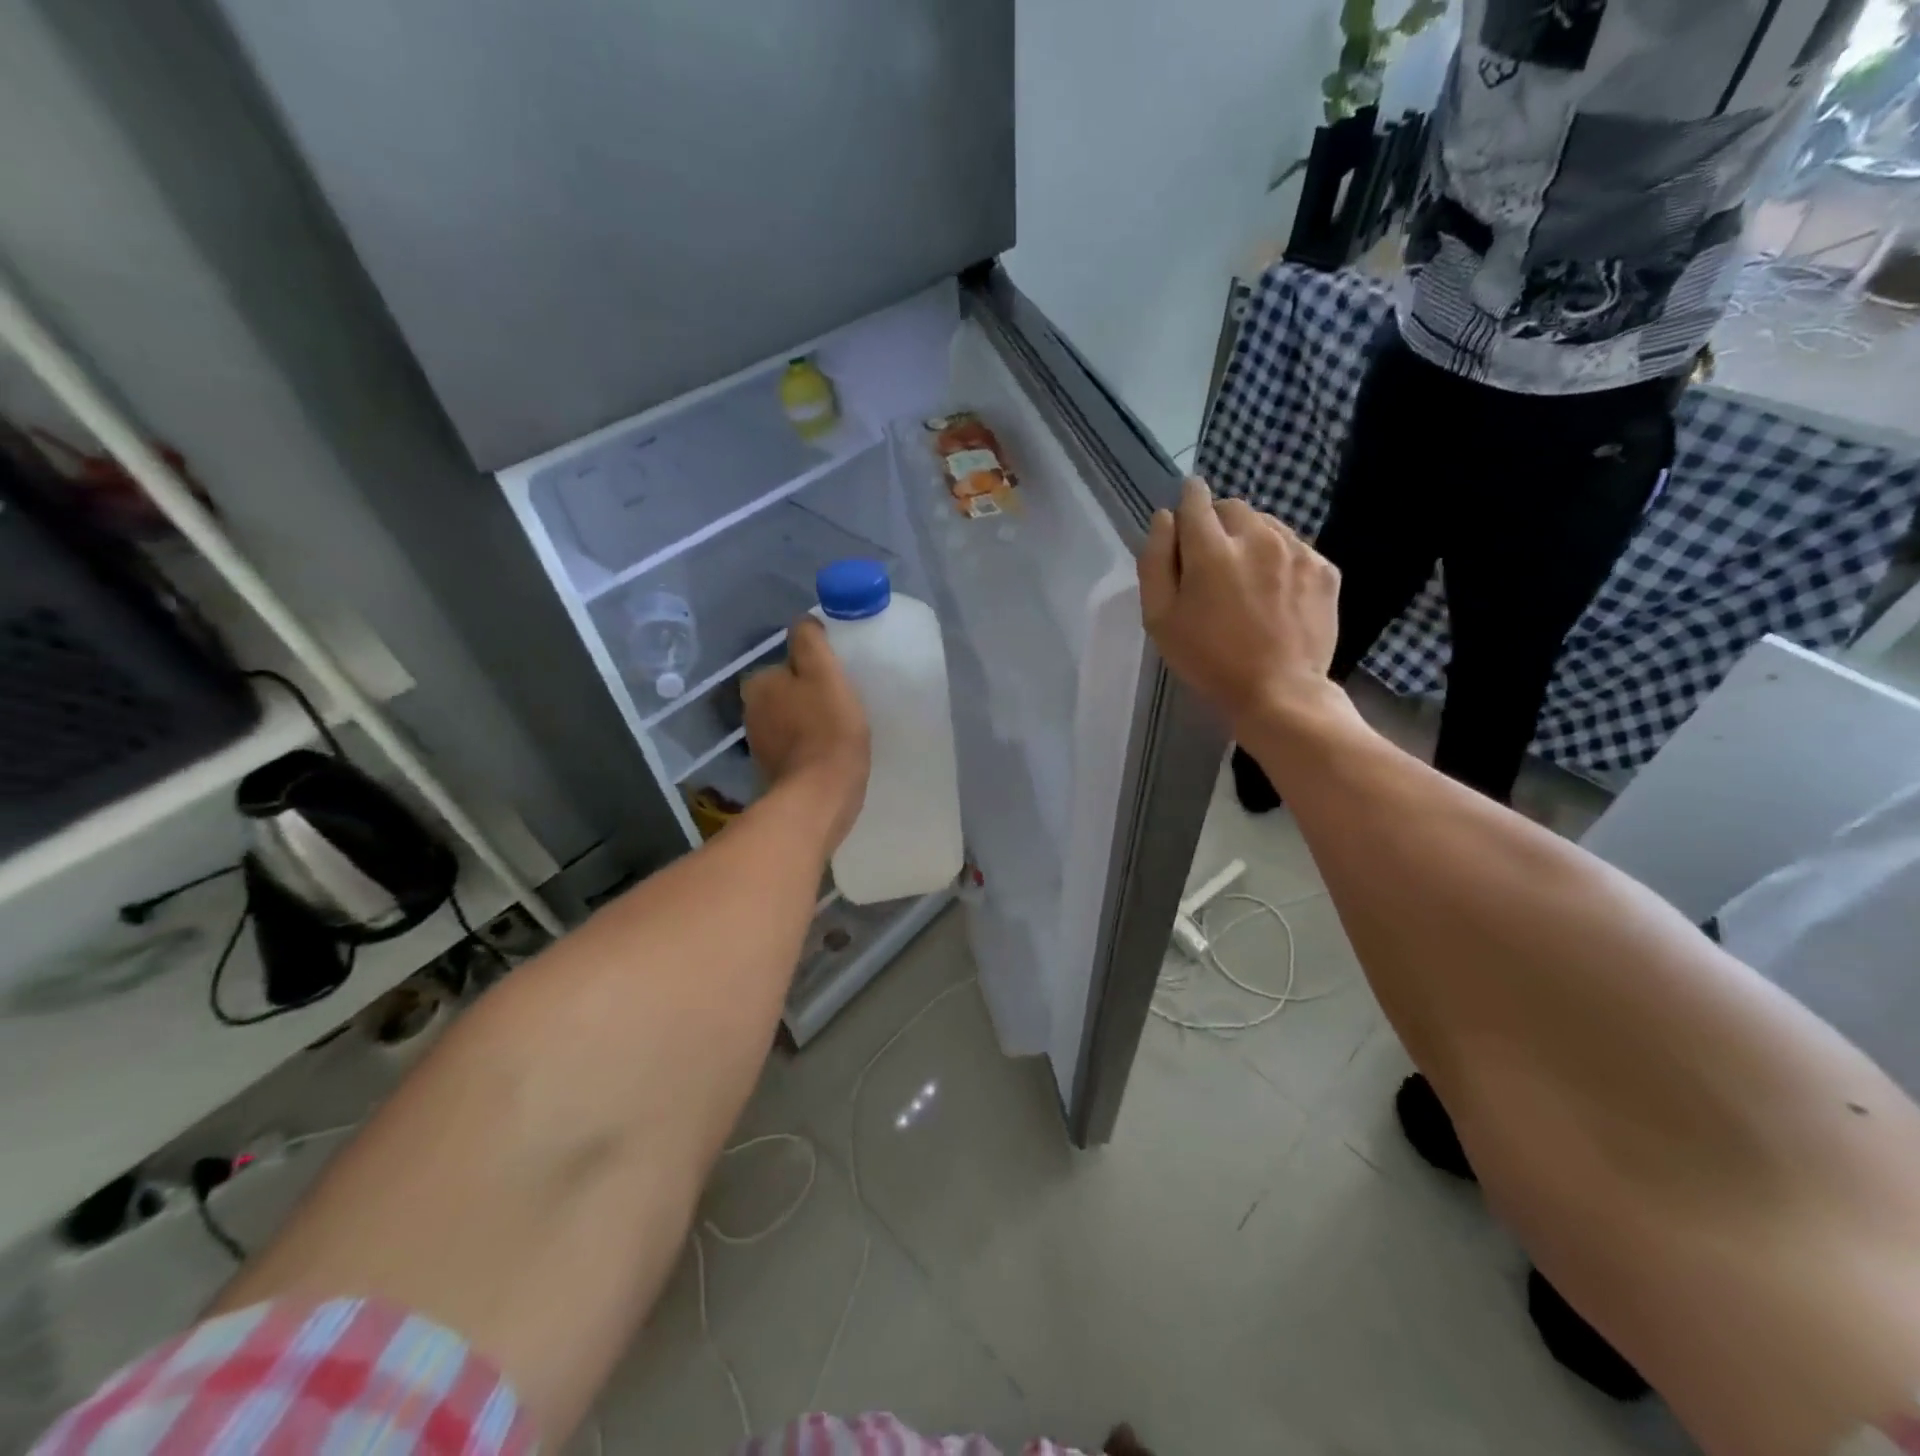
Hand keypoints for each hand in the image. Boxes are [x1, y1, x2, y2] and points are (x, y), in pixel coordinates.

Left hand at [742, 618, 869, 848]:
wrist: (820, 797)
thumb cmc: (828, 730)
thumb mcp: (825, 673)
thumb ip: (811, 642)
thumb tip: (803, 621)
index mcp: (759, 683)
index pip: (789, 663)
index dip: (815, 669)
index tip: (839, 682)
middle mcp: (751, 710)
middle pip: (788, 691)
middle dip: (810, 695)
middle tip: (844, 705)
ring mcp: (760, 744)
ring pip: (791, 719)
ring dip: (811, 721)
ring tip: (841, 731)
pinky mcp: (773, 771)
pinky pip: (795, 747)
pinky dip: (810, 746)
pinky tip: (830, 754)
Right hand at [1138, 478, 1343, 732]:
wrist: (1279, 693)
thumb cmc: (1208, 660)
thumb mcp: (1160, 619)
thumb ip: (1155, 562)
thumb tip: (1164, 519)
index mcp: (1211, 549)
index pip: (1195, 499)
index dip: (1186, 503)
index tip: (1185, 519)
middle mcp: (1257, 537)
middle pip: (1232, 507)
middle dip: (1217, 524)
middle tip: (1211, 563)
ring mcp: (1297, 550)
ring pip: (1266, 524)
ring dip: (1250, 540)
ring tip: (1245, 580)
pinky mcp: (1325, 568)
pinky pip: (1294, 547)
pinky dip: (1279, 559)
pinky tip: (1273, 594)